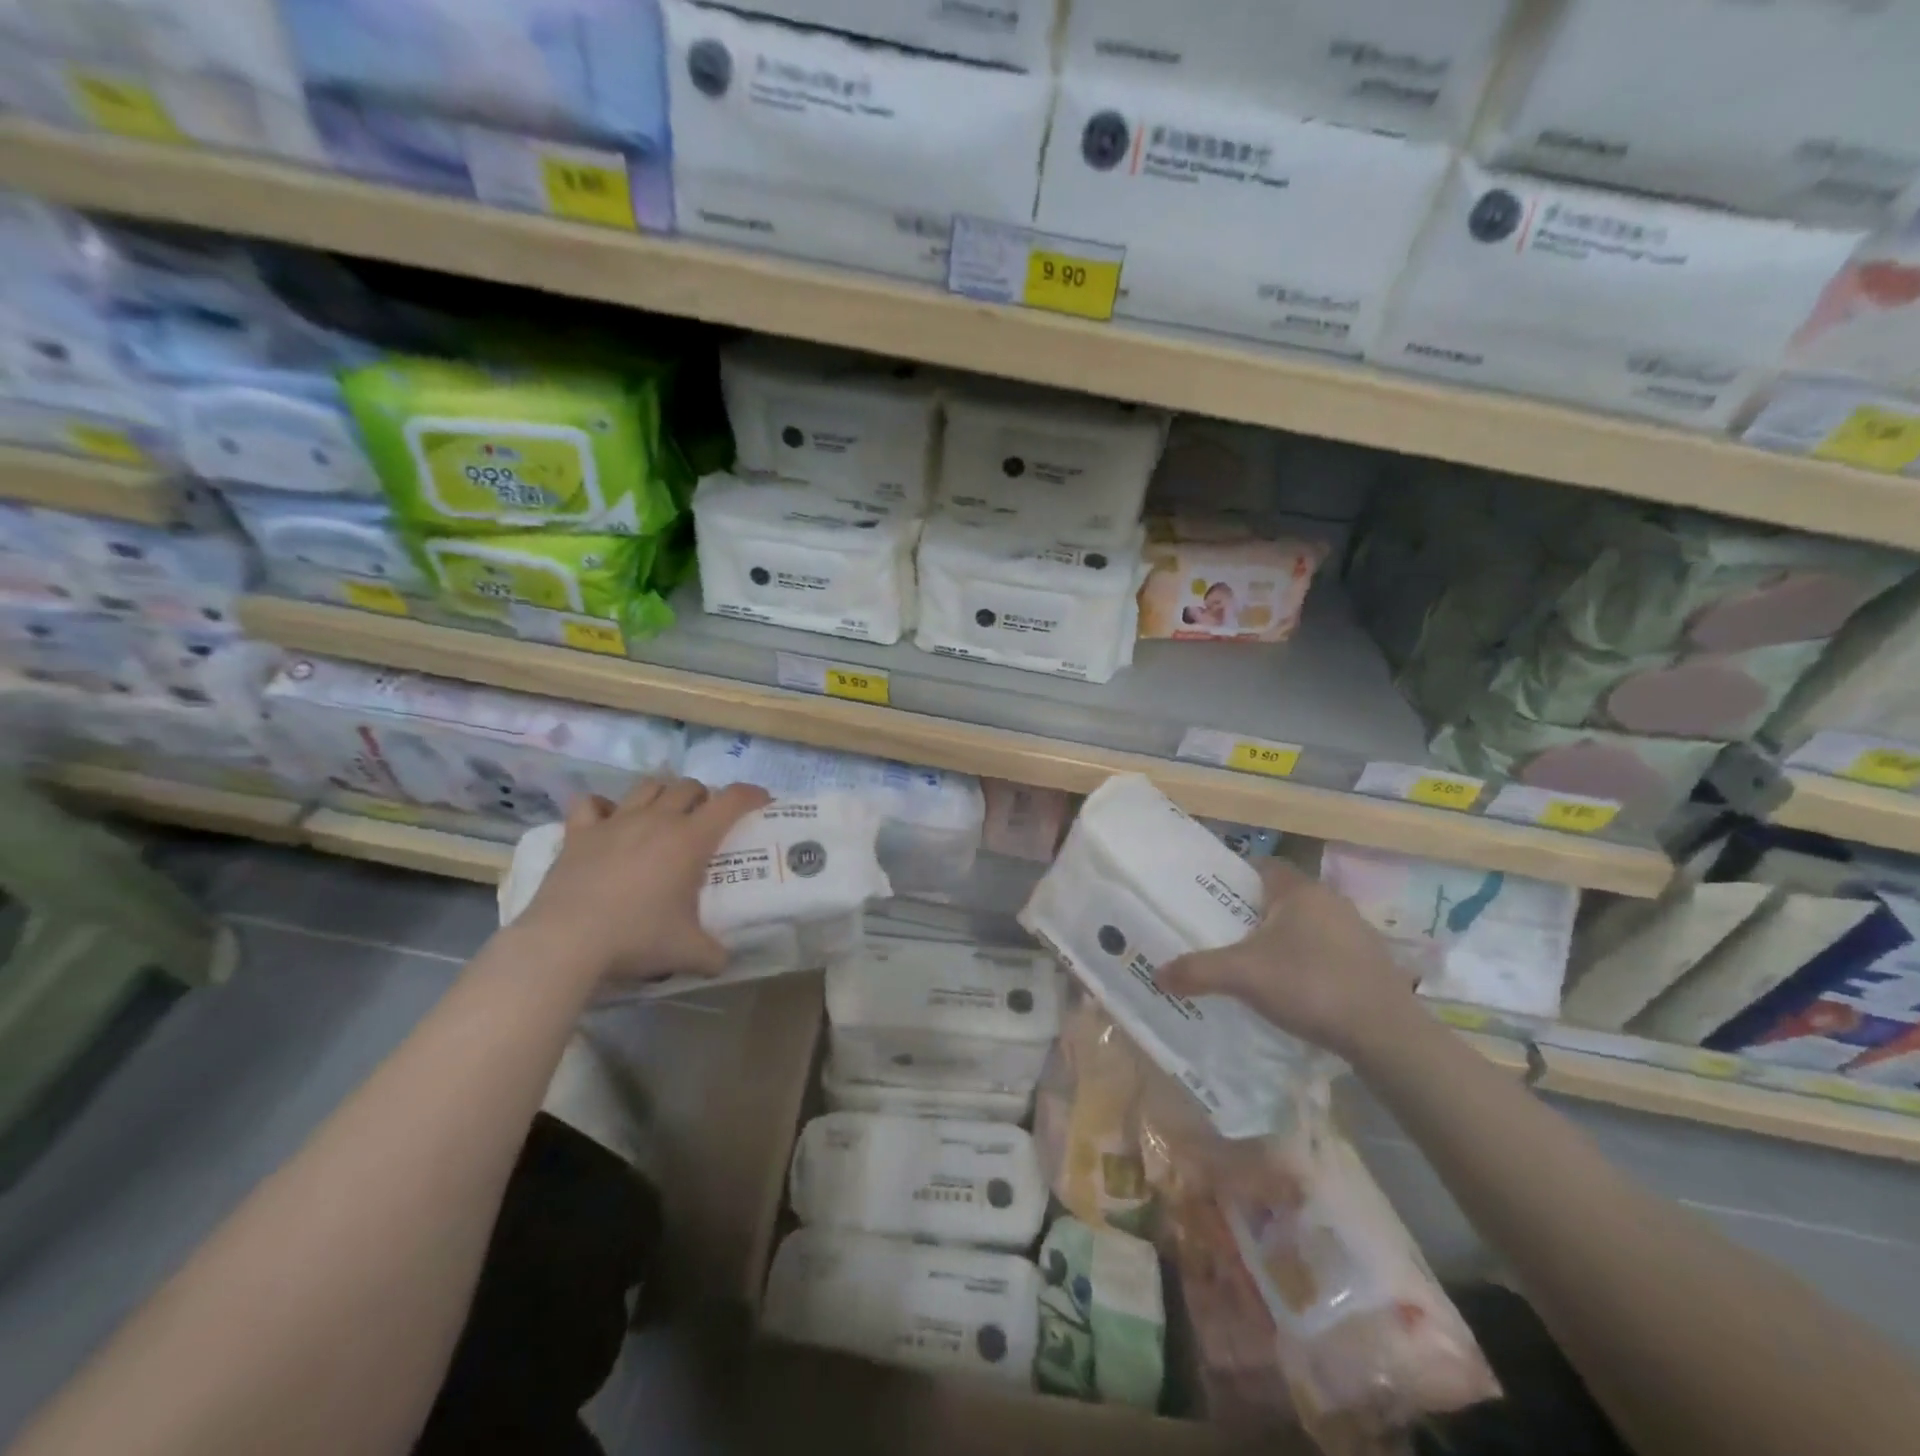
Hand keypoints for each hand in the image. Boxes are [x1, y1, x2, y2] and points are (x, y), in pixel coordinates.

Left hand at [515, 777, 770, 983]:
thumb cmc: (637, 938)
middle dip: (704, 797)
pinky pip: (590, 804)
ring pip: (648, 786)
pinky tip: (606, 820)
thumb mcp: (688, 953)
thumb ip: (714, 954)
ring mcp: (616, 822)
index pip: (731, 800)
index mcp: (690, 839)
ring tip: (664, 815)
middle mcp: (657, 820)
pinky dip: (602, 807)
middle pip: (689, 787)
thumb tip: (725, 960)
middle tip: (706, 820)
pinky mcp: (580, 833)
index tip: (762, 801)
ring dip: (663, 794)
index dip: (751, 794)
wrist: (567, 942)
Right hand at [1156, 859, 1417, 1062]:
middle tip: (1226, 935)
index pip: (1263, 866)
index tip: (1214, 899)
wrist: (1385, 1033)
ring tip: (1258, 965)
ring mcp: (1356, 931)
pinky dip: (1310, 962)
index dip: (1237, 878)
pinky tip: (1297, 989)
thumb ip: (1198, 970)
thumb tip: (1157, 973)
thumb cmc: (1309, 985)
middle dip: (1255, 913)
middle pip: (1282, 897)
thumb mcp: (1243, 976)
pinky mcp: (1372, 961)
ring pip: (1308, 924)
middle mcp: (1330, 900)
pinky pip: (1329, 950)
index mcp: (1299, 891)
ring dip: (1285, 939)